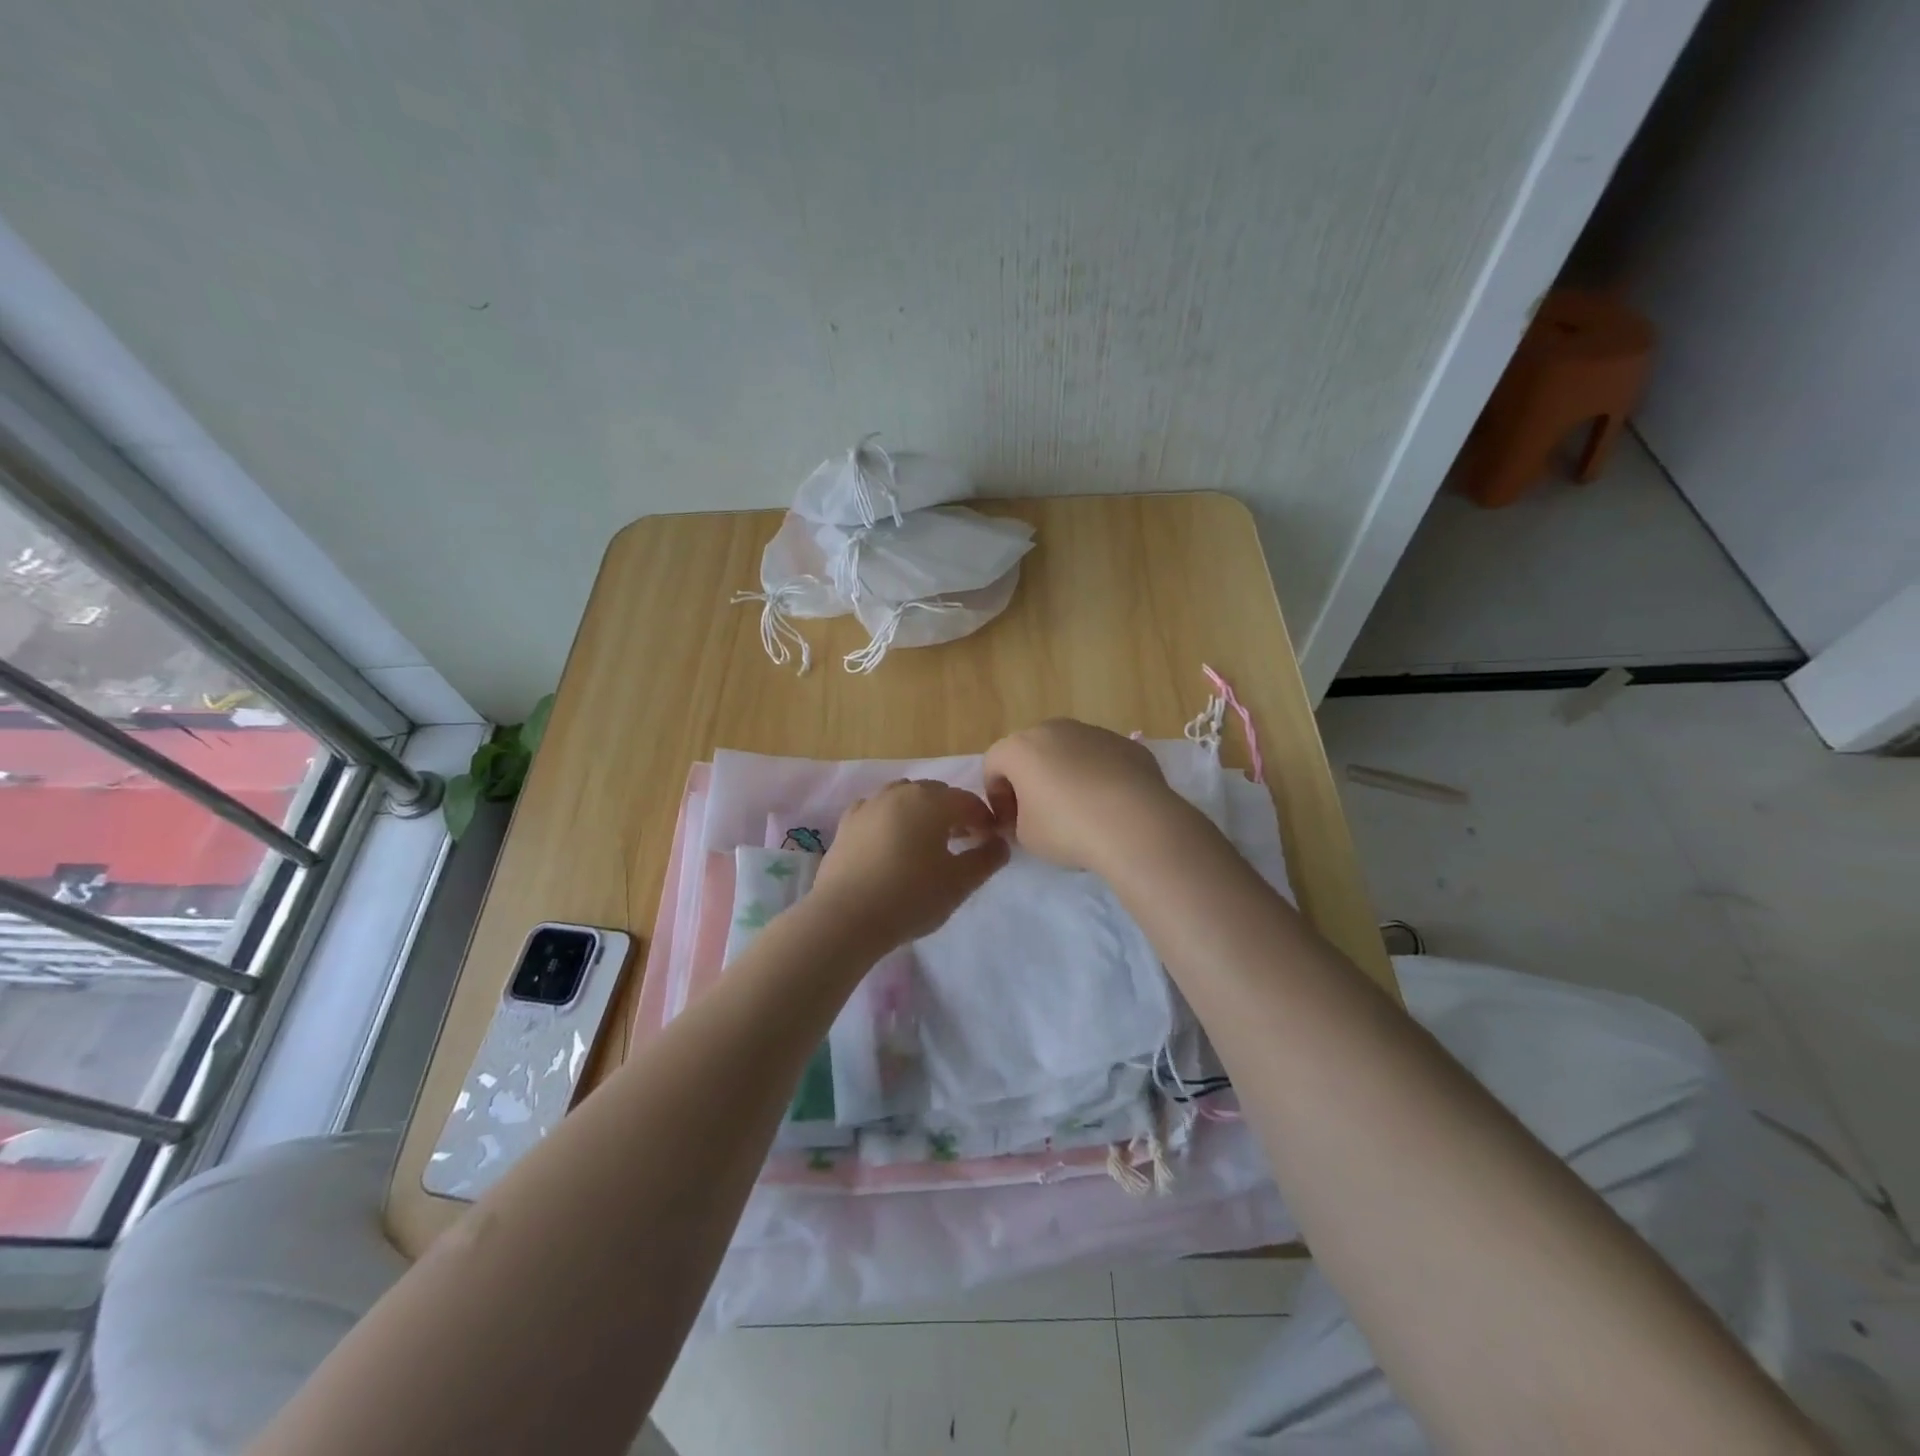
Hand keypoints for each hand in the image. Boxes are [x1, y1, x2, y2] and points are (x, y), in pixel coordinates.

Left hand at [810, 780, 1008, 949]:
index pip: (968, 802)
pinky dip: (891, 818)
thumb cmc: (911, 897)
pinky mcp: (847, 823)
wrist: (846, 917)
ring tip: (927, 841)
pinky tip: (891, 841)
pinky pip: (877, 810)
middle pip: (936, 794)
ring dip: (922, 812)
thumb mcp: (960, 883)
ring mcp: (869, 805)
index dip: (985, 820)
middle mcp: (900, 793)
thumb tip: (999, 843)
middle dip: (954, 812)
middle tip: (963, 841)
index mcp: (932, 802)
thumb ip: (987, 859)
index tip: (990, 843)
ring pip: (905, 797)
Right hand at [983, 719, 1187, 873]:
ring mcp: (1095, 733)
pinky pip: (1102, 759)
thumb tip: (1024, 818)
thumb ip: (1016, 822)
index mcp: (1021, 747)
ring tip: (1080, 810)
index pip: (994, 764)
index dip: (996, 795)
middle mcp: (1055, 729)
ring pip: (1069, 752)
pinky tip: (1109, 806)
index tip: (1009, 823)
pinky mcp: (1128, 745)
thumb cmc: (1067, 828)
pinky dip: (1098, 776)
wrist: (1135, 824)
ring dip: (1065, 775)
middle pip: (1032, 751)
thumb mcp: (1026, 836)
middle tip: (1039, 814)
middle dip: (1030, 779)